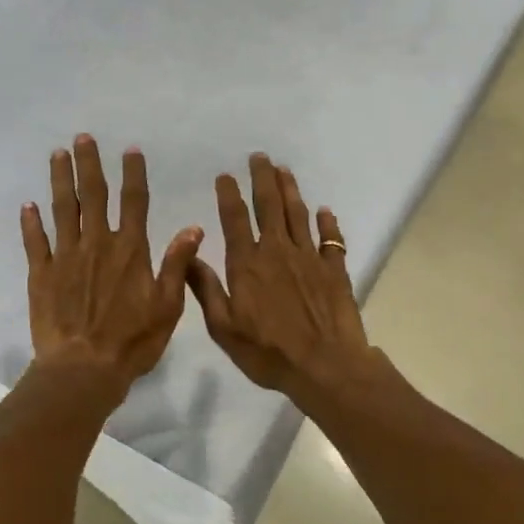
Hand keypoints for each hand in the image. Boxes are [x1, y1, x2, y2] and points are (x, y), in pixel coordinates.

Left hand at [22, 135, 202, 392]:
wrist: (83, 368)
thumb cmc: (132, 341)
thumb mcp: (168, 306)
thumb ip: (178, 264)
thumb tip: (193, 227)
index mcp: (130, 250)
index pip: (134, 202)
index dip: (133, 174)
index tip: (130, 150)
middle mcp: (97, 244)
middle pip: (93, 195)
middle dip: (89, 164)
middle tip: (83, 137)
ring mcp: (66, 257)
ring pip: (62, 209)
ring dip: (60, 180)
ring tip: (57, 154)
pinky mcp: (41, 274)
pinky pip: (35, 242)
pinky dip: (31, 222)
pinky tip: (28, 205)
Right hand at [187, 154, 380, 401]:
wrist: (324, 366)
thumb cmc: (267, 352)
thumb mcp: (223, 327)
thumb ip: (206, 289)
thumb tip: (189, 255)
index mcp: (247, 264)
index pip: (234, 219)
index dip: (229, 194)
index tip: (225, 175)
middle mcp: (277, 251)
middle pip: (269, 206)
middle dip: (262, 179)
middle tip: (259, 157)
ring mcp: (309, 258)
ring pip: (299, 214)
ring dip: (291, 190)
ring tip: (284, 170)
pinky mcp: (334, 270)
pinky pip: (332, 239)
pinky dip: (328, 222)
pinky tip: (325, 211)